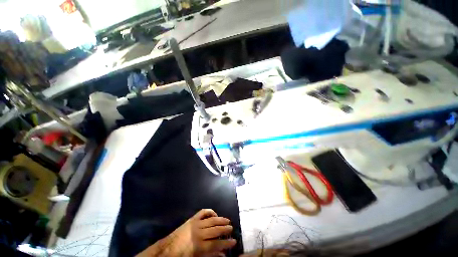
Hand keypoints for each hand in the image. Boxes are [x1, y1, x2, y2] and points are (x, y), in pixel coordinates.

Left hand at [137, 209, 236, 256]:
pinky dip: (210, 212)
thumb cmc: (182, 256)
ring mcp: (196, 224)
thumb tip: (223, 255)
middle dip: (225, 229)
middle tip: (231, 229)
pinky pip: (203, 212)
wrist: (168, 248)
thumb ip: (210, 255)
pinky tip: (214, 214)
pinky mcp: (192, 219)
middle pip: (215, 230)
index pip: (217, 243)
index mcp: (199, 245)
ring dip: (220, 219)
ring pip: (211, 220)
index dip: (226, 243)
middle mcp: (199, 233)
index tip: (234, 241)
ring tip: (227, 220)